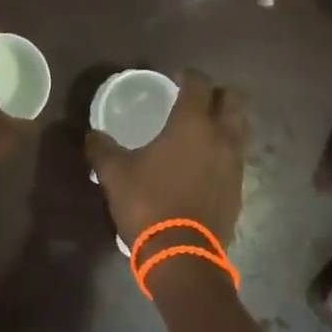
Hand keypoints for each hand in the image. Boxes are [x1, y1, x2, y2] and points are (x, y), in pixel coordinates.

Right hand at [86, 69, 248, 246]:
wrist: (183, 256)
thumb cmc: (148, 204)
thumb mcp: (114, 174)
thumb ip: (101, 149)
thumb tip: (91, 135)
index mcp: (192, 124)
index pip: (200, 84)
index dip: (188, 75)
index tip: (176, 78)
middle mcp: (221, 137)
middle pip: (233, 100)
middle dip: (216, 94)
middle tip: (195, 100)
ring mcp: (235, 163)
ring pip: (240, 128)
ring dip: (226, 121)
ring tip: (203, 129)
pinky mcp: (239, 188)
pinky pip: (237, 156)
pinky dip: (225, 150)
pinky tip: (205, 162)